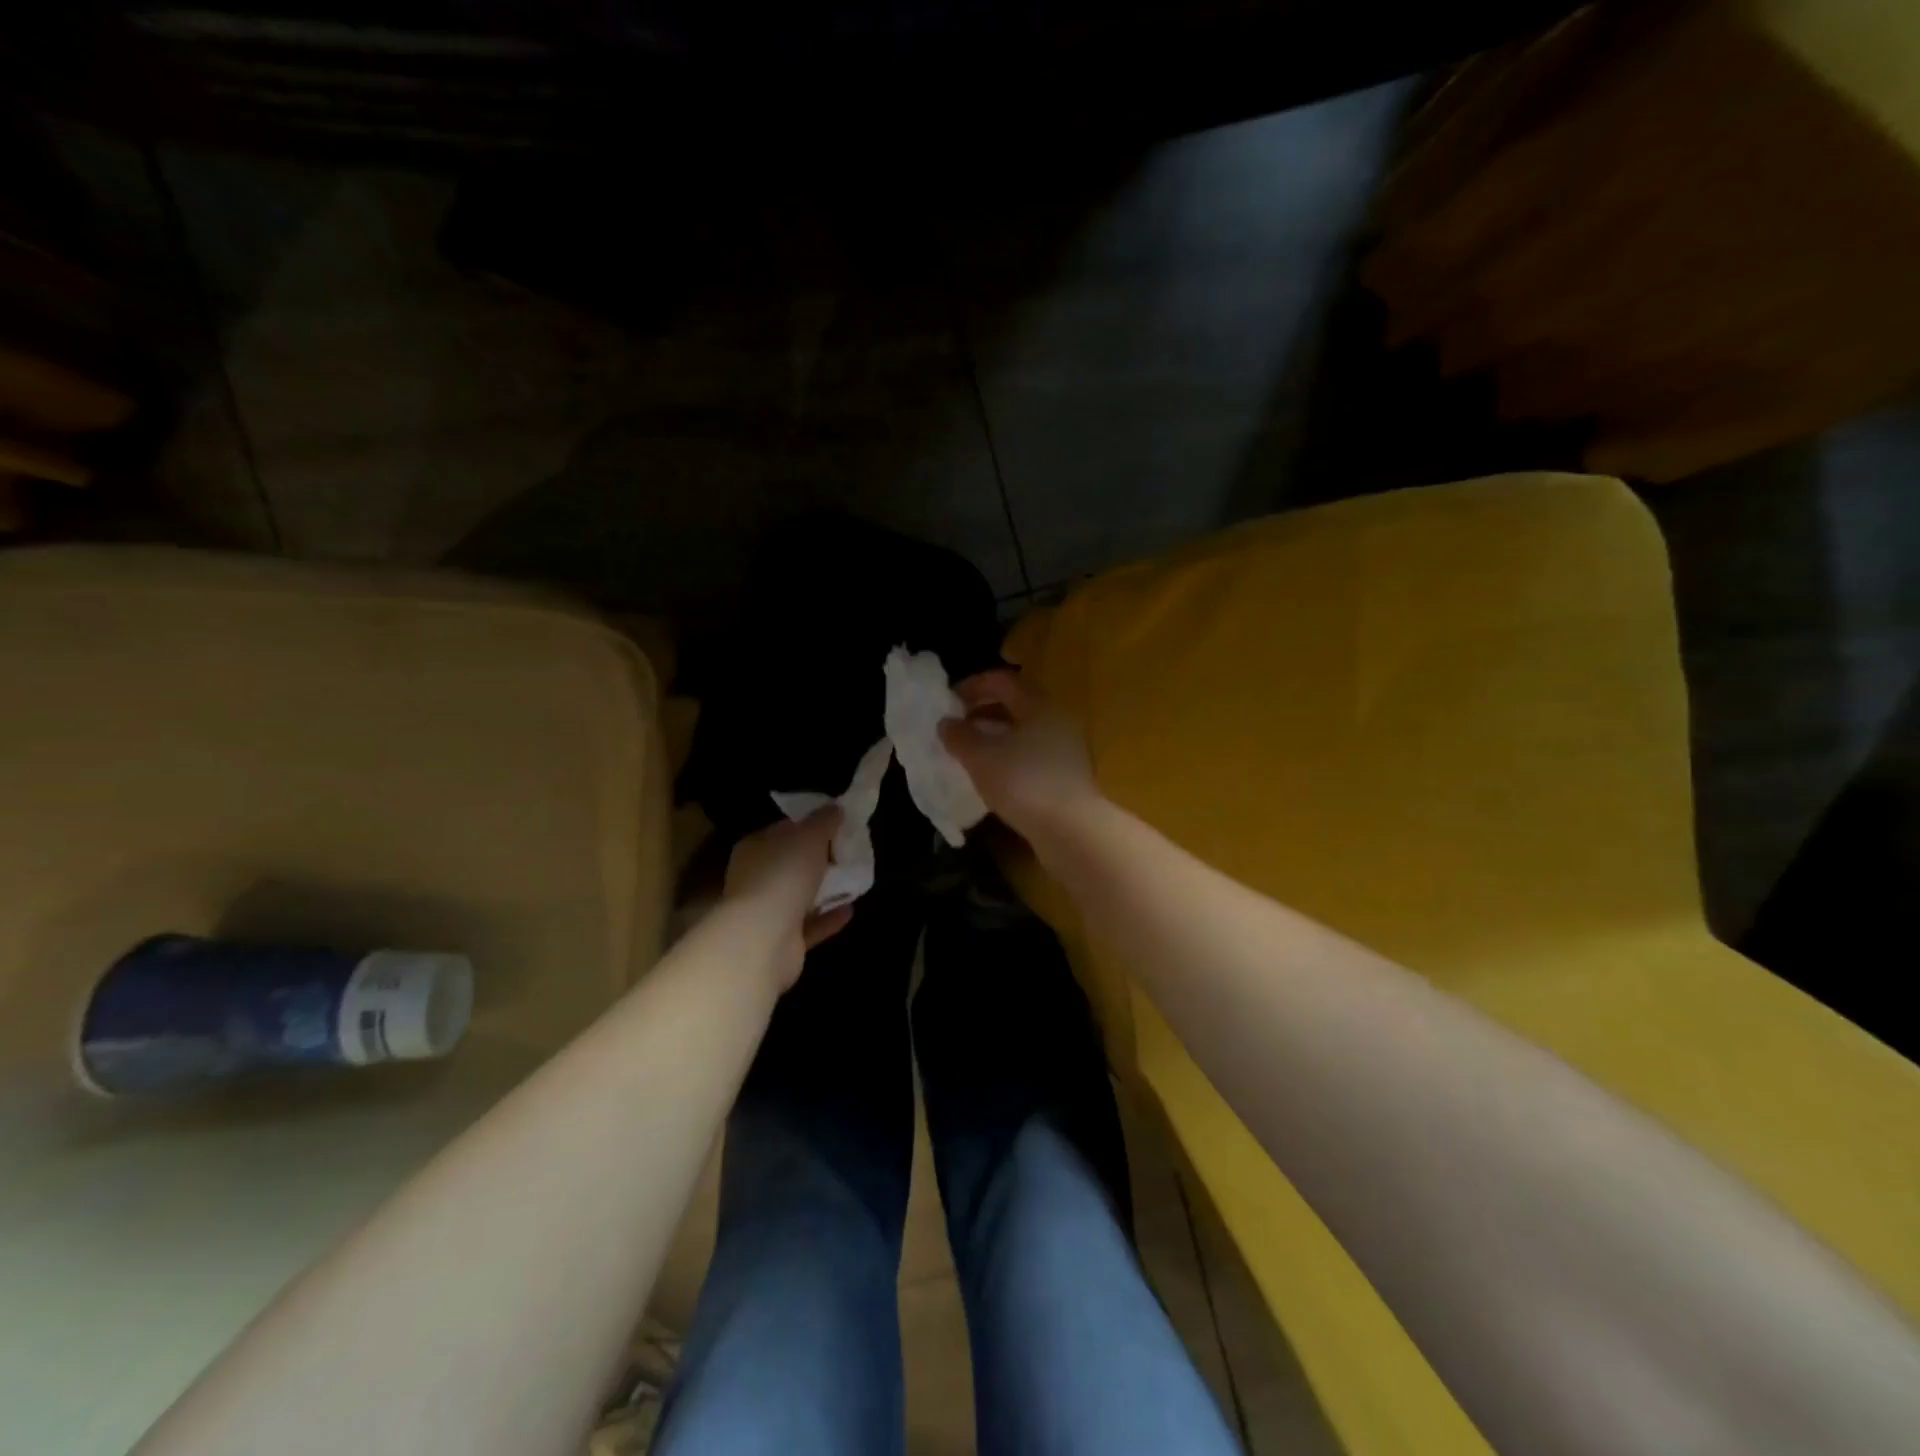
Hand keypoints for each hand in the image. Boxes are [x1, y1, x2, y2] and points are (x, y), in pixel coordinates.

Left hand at [722, 808, 853, 989]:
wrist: (764, 939)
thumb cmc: (783, 875)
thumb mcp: (809, 836)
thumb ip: (824, 820)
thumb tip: (836, 808)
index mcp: (755, 847)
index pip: (784, 830)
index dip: (810, 825)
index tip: (838, 824)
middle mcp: (755, 878)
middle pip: (792, 862)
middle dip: (820, 858)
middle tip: (849, 852)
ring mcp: (766, 911)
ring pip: (800, 895)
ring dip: (825, 889)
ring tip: (854, 879)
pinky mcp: (781, 940)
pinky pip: (809, 924)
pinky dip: (828, 917)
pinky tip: (850, 909)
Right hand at [941, 669, 1100, 847]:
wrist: (1071, 830)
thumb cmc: (1024, 782)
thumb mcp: (982, 757)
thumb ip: (960, 736)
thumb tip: (946, 723)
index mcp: (1039, 705)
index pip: (1003, 680)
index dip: (973, 685)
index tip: (948, 701)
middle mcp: (1058, 718)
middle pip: (1016, 704)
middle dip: (983, 710)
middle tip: (957, 725)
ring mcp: (1067, 747)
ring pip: (1025, 730)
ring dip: (995, 735)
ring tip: (970, 751)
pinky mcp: (1068, 774)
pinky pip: (1033, 753)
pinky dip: (1009, 755)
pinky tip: (993, 774)